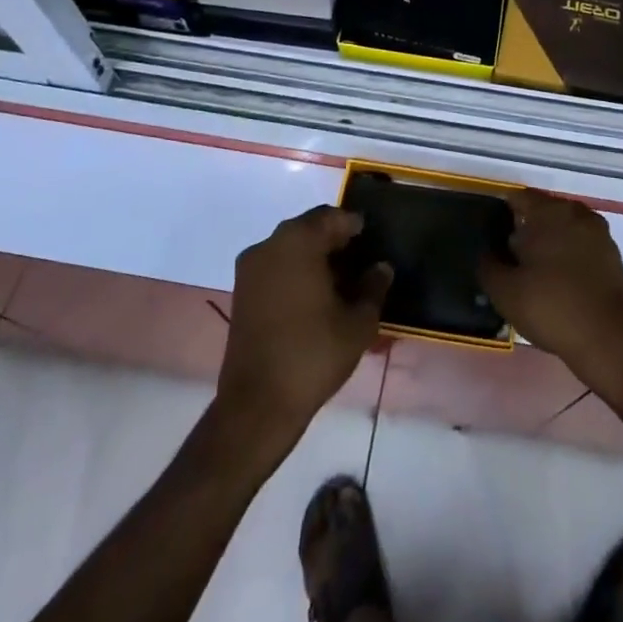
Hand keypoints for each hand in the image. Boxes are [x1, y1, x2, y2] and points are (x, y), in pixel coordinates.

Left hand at [217, 207, 389, 444]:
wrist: (257, 405)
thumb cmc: (313, 354)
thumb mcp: (358, 322)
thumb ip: (373, 287)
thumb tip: (381, 267)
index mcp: (298, 241)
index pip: (332, 217)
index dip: (355, 226)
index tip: (372, 241)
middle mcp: (270, 245)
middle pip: (309, 229)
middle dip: (334, 241)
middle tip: (360, 262)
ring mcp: (250, 268)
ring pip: (290, 247)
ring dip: (314, 257)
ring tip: (341, 282)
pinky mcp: (241, 292)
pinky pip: (275, 267)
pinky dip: (295, 272)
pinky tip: (315, 297)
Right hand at [480, 190, 622, 392]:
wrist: (610, 340)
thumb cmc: (552, 307)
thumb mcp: (505, 291)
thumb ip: (488, 265)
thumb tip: (486, 252)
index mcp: (548, 211)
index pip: (518, 198)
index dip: (501, 214)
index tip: (492, 238)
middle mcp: (576, 212)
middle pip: (543, 211)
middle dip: (526, 229)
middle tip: (510, 259)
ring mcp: (599, 233)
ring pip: (564, 228)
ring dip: (550, 243)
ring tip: (534, 273)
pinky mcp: (613, 255)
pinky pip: (582, 245)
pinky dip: (569, 256)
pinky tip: (560, 282)